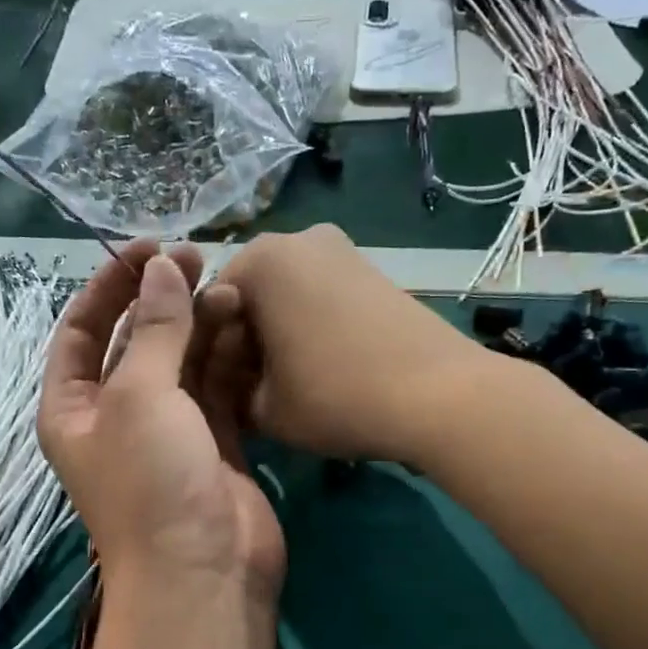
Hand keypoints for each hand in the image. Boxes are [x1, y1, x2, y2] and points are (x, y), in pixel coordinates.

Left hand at [38, 239, 283, 599]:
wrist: (204, 573)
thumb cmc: (152, 481)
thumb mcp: (140, 396)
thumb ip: (153, 329)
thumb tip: (162, 268)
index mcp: (74, 407)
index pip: (80, 330)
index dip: (110, 285)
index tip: (149, 248)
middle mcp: (116, 416)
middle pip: (135, 341)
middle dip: (162, 299)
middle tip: (201, 258)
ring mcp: (168, 432)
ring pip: (182, 362)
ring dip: (201, 325)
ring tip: (231, 289)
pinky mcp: (213, 445)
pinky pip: (217, 389)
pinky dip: (229, 360)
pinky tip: (248, 328)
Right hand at [215, 225, 493, 466]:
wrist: (441, 396)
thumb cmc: (336, 397)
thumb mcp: (262, 410)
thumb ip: (226, 391)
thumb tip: (225, 383)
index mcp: (259, 260)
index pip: (207, 308)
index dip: (207, 355)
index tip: (221, 393)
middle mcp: (297, 238)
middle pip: (247, 296)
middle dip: (242, 342)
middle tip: (252, 391)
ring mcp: (341, 249)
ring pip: (284, 296)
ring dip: (275, 336)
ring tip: (291, 383)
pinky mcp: (371, 270)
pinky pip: (318, 295)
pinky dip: (308, 326)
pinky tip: (324, 367)